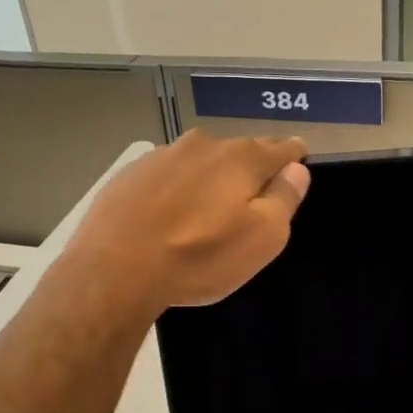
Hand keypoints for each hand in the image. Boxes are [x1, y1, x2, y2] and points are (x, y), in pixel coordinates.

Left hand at [67, 130, 309, 314]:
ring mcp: (163, 155)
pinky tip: (167, 215)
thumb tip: (297, 170)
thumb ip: (284, 199)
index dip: (293, 160)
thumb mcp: (261, 238)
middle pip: (240, 152)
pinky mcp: (132, 172)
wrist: (115, 267)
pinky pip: (168, 174)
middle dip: (250, 171)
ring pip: (201, 161)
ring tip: (204, 211)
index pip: (283, 148)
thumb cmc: (199, 257)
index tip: (295, 170)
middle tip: (248, 202)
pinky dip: (176, 188)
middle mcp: (204, 144)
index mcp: (242, 158)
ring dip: (209, 178)